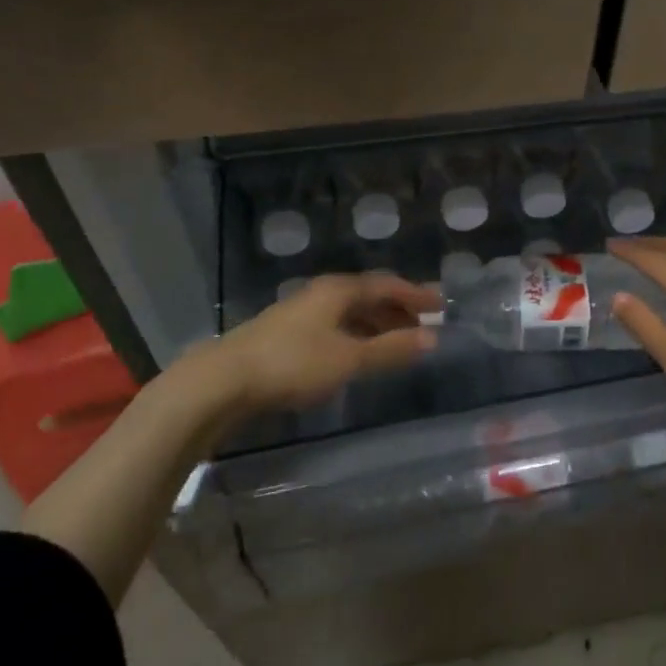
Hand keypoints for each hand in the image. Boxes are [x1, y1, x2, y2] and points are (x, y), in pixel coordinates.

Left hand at [204, 272, 439, 413]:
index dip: (416, 295)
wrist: (223, 380)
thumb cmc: (293, 364)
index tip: (441, 304)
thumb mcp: (349, 358)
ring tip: (397, 342)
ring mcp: (301, 313)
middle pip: (368, 296)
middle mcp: (322, 294)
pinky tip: (358, 354)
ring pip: (350, 313)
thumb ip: (391, 349)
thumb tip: (433, 338)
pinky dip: (356, 336)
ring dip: (377, 324)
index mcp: (339, 290)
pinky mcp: (287, 334)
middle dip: (398, 309)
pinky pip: (335, 327)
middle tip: (424, 325)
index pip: (387, 285)